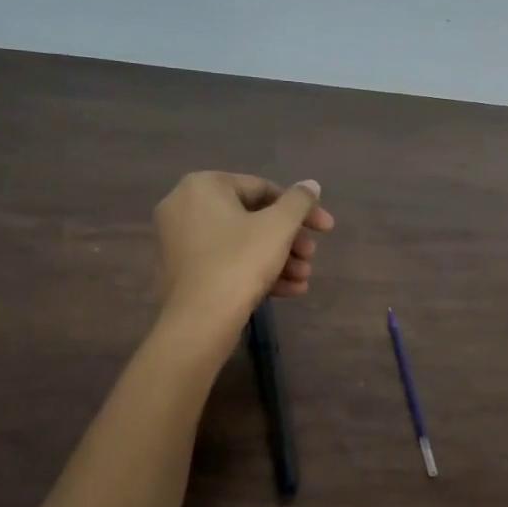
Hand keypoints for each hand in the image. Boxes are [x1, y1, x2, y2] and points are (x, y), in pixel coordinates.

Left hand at [153, 171, 334, 340]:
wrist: (199, 322)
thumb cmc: (239, 263)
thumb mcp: (278, 227)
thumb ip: (299, 201)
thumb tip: (311, 184)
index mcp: (204, 186)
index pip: (263, 189)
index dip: (301, 209)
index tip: (326, 228)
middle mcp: (185, 206)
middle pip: (253, 218)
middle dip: (289, 240)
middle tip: (311, 257)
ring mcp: (180, 241)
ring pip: (242, 243)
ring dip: (279, 259)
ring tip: (304, 278)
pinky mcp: (183, 271)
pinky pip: (226, 261)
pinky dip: (256, 271)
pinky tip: (290, 290)